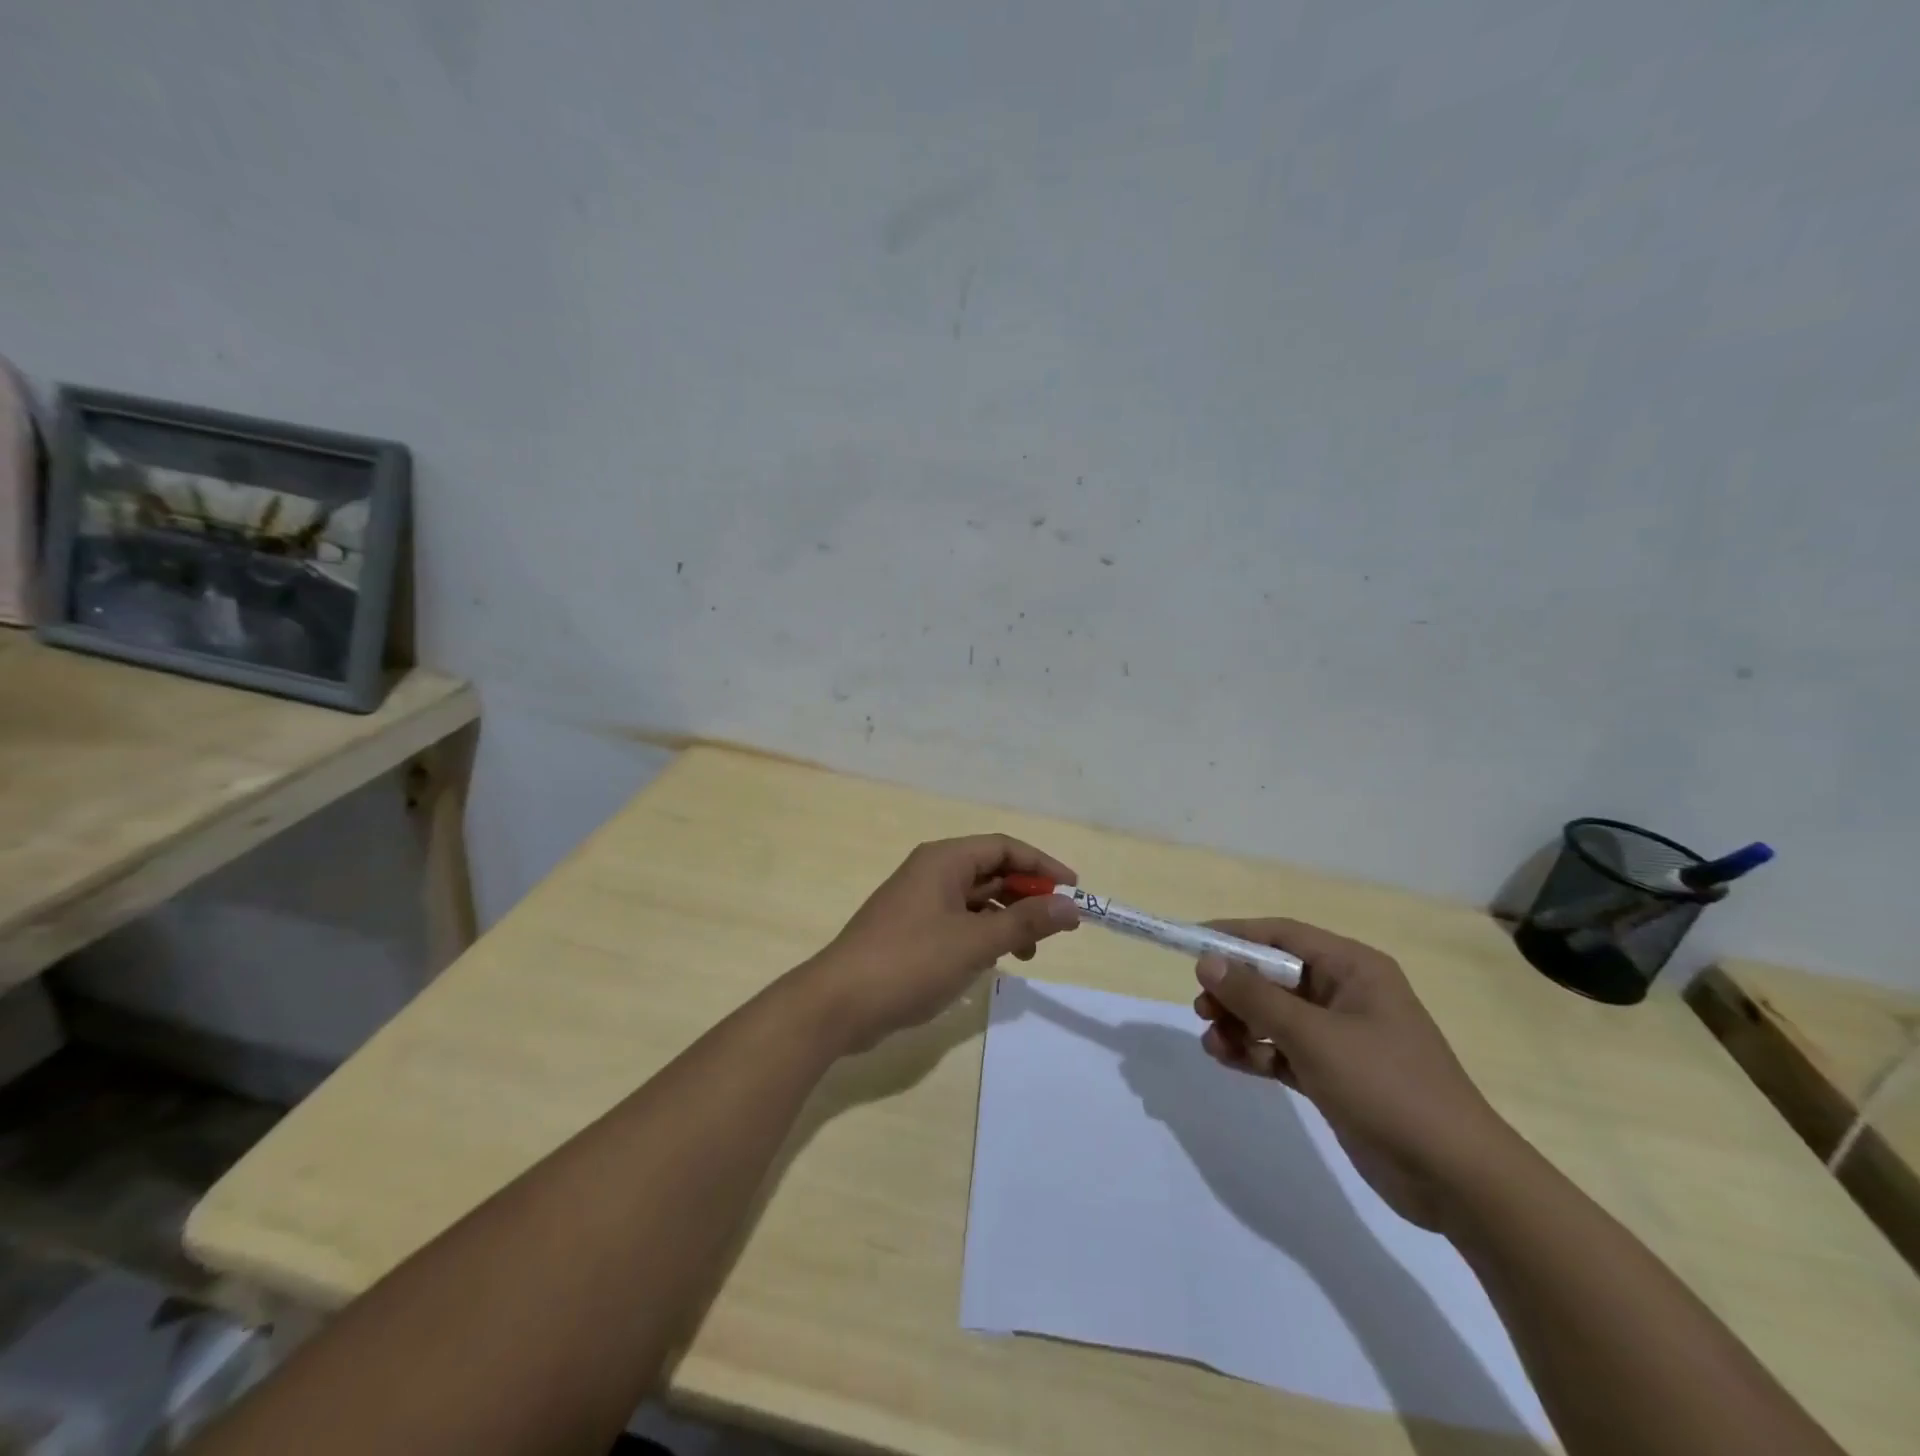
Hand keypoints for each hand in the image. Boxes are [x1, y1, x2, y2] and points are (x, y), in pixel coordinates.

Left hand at [803, 836, 1080, 1054]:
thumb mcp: (975, 942)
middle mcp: (931, 872)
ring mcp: (919, 902)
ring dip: (1007, 919)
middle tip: (1058, 926)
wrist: (838, 1003)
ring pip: (976, 899)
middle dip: (1027, 895)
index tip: (1073, 890)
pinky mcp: (911, 930)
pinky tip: (994, 961)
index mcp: (944, 860)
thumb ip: (1025, 922)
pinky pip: (958, 921)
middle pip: (991, 871)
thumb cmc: (910, 962)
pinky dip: (983, 935)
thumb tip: (1071, 906)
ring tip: (1029, 953)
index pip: (1004, 847)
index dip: (1042, 865)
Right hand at [1192, 919, 1517, 1230]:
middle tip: (1201, 1006)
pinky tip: (1228, 1060)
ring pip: (1275, 1016)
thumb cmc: (1387, 1087)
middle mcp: (1346, 994)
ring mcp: (1341, 1036)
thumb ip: (1255, 997)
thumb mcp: (1313, 1036)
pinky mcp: (1335, 1074)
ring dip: (1240, 1024)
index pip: (1282, 936)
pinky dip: (1255, 1052)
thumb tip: (1207, 962)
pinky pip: (1283, 1050)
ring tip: (1212, 1041)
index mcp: (1353, 969)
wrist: (1456, 1179)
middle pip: (1274, 976)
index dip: (1235, 936)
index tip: (1191, 942)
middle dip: (1235, 989)